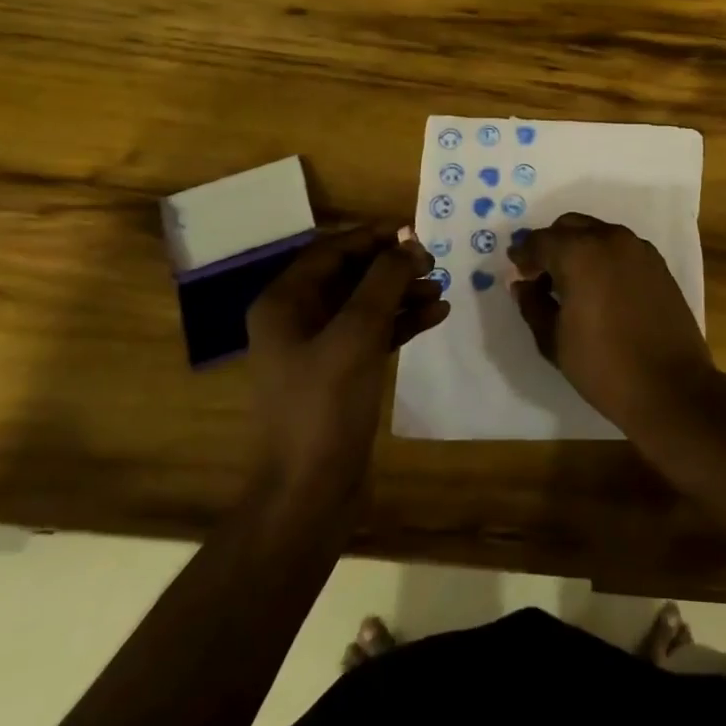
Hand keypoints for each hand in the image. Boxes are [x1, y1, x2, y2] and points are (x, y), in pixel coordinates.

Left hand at [245, 225, 447, 494]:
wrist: (309, 492)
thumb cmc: (324, 406)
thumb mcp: (356, 335)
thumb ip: (383, 282)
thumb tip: (408, 244)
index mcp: (285, 302)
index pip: (331, 250)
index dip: (372, 237)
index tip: (414, 233)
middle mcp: (297, 318)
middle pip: (350, 275)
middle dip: (392, 267)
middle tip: (432, 265)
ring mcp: (319, 347)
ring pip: (365, 303)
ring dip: (402, 293)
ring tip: (440, 291)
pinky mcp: (341, 372)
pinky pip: (374, 333)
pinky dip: (402, 322)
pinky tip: (436, 316)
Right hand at [508, 214, 715, 432]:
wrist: (670, 386)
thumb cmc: (604, 366)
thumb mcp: (554, 340)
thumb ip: (533, 304)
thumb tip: (523, 285)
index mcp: (579, 253)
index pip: (540, 241)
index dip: (523, 255)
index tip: (516, 269)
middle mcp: (610, 239)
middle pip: (570, 226)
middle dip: (551, 245)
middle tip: (540, 275)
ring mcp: (639, 249)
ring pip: (598, 233)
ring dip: (578, 247)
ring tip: (570, 282)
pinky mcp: (658, 264)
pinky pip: (621, 247)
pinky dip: (603, 256)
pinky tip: (599, 286)